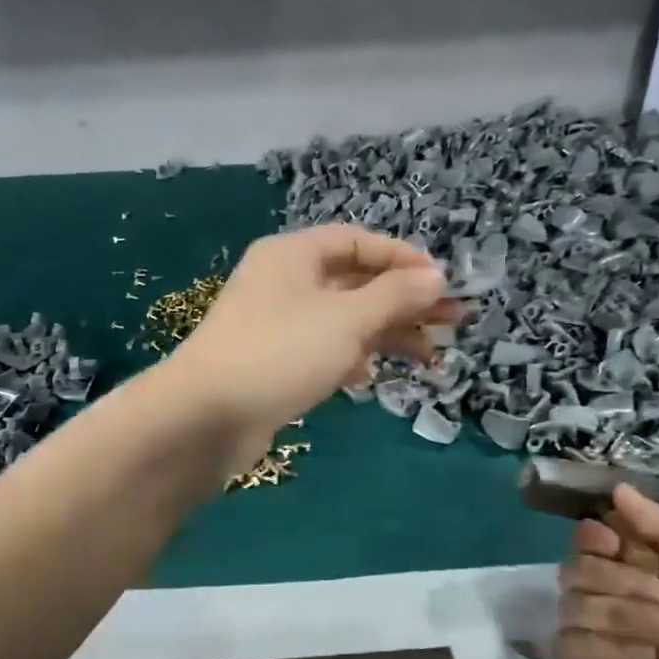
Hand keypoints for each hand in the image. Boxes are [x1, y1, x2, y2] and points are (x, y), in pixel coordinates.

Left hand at [160, 225, 455, 470]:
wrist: (206, 416)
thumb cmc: (280, 352)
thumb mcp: (346, 319)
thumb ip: (394, 297)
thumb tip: (435, 278)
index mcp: (292, 255)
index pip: (357, 242)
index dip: (402, 259)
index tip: (442, 284)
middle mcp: (282, 283)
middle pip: (353, 282)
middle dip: (403, 302)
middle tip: (452, 322)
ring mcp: (275, 326)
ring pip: (341, 321)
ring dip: (384, 334)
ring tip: (430, 357)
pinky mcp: (272, 364)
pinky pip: (321, 351)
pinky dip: (350, 360)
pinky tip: (372, 378)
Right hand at [554, 485, 658, 658]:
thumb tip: (616, 488)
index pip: (595, 538)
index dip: (592, 537)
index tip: (611, 544)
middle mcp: (635, 598)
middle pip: (576, 571)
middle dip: (614, 580)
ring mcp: (624, 642)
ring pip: (572, 609)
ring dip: (619, 618)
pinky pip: (572, 650)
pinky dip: (602, 650)